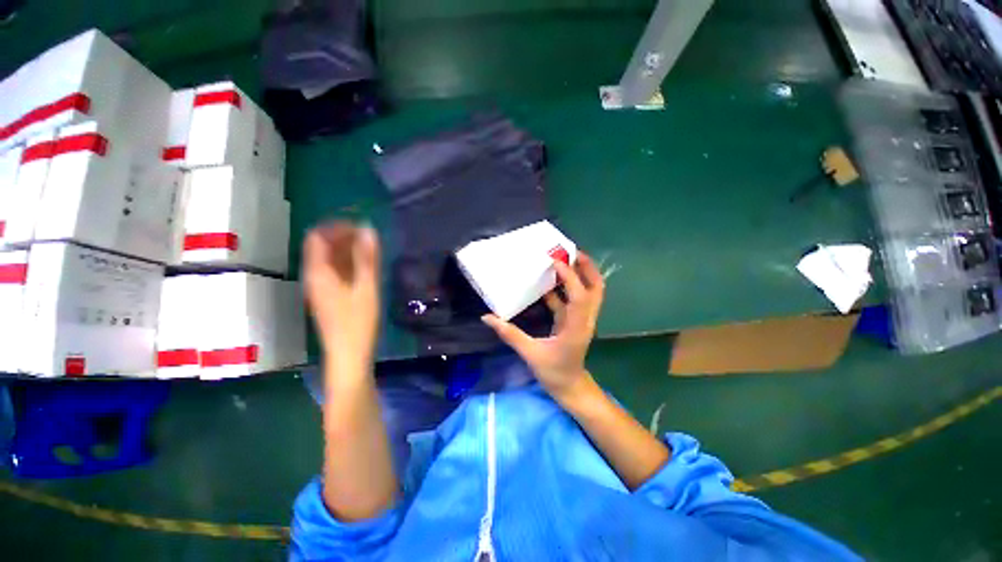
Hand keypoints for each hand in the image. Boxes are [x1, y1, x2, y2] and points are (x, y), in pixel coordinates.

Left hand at [303, 222, 380, 371]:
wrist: (348, 355)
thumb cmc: (358, 322)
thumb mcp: (367, 288)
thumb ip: (367, 258)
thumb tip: (368, 229)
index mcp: (318, 273)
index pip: (317, 238)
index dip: (335, 227)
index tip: (358, 226)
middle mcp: (313, 277)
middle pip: (320, 247)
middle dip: (342, 237)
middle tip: (367, 236)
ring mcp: (319, 288)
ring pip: (327, 260)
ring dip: (345, 250)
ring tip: (368, 248)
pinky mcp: (327, 297)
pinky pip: (332, 272)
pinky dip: (346, 263)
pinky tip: (363, 267)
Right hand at [482, 252, 604, 403]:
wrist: (570, 387)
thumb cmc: (554, 373)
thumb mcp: (530, 354)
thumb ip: (509, 334)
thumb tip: (487, 317)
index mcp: (576, 327)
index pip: (579, 296)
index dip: (570, 277)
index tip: (555, 262)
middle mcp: (584, 319)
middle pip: (596, 288)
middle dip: (587, 268)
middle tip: (572, 252)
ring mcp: (581, 319)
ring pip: (589, 292)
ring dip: (579, 274)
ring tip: (562, 260)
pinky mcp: (574, 321)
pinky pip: (573, 299)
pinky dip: (565, 288)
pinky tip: (549, 282)